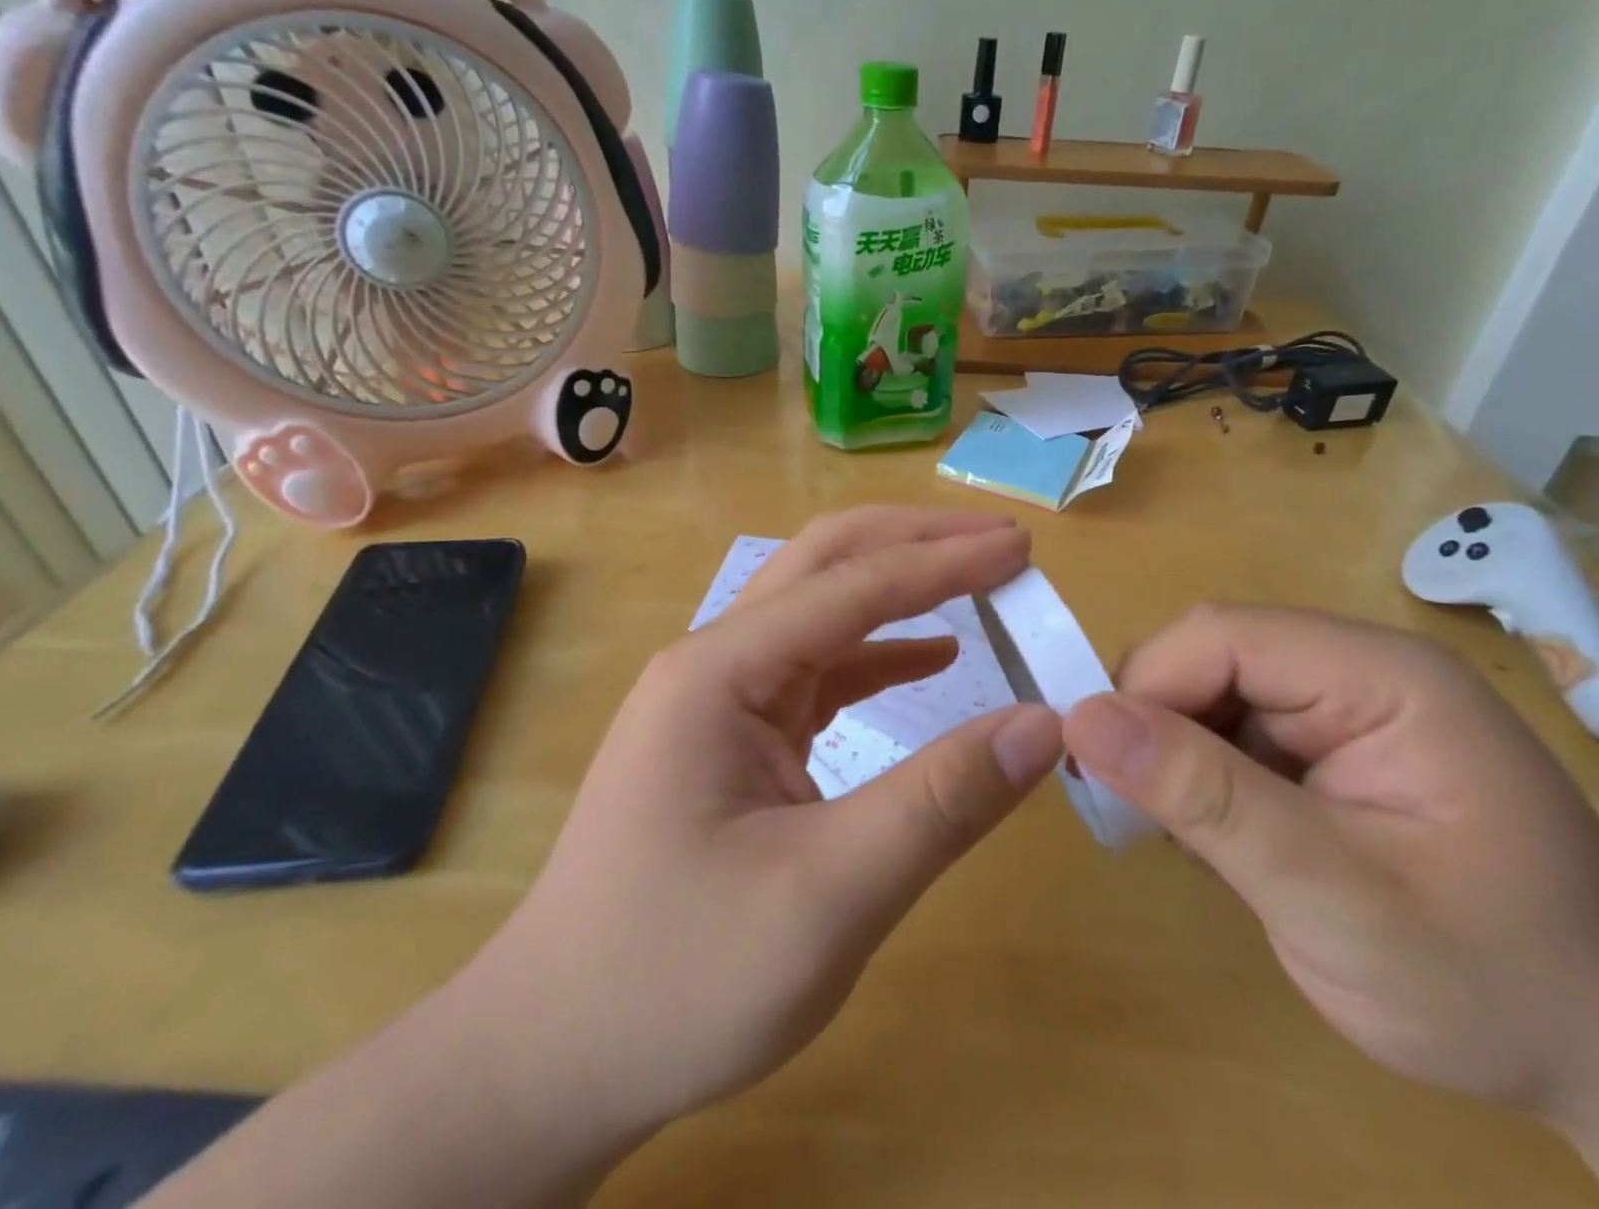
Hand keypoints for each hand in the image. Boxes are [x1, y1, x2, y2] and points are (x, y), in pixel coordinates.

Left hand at [466, 508, 1065, 1144]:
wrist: (555, 1057)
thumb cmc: (680, 979)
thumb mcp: (828, 896)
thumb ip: (941, 802)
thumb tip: (1042, 724)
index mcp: (721, 671)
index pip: (853, 585)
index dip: (945, 560)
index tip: (1022, 546)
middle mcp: (715, 661)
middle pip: (826, 565)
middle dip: (917, 543)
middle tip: (1003, 542)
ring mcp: (720, 697)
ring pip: (823, 611)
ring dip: (901, 590)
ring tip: (980, 582)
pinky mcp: (733, 734)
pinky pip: (817, 671)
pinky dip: (881, 655)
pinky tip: (932, 659)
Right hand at [1065, 606, 1598, 1109]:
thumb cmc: (1493, 983)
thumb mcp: (1336, 900)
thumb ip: (1207, 800)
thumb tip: (1082, 718)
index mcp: (1380, 675)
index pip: (1221, 637)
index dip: (1147, 688)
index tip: (1103, 772)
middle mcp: (1357, 669)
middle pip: (1208, 659)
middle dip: (1157, 730)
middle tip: (1138, 818)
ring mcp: (1344, 707)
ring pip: (1208, 697)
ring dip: (1176, 762)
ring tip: (1188, 844)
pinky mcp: (1328, 746)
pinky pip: (1229, 734)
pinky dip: (1202, 783)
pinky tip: (1222, 844)